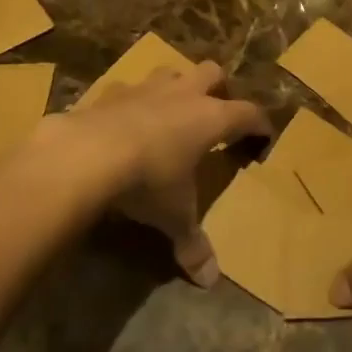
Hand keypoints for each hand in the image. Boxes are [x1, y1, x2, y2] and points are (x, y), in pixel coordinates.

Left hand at [48, 61, 269, 285]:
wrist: (87, 154)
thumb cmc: (147, 180)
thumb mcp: (174, 216)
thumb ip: (192, 243)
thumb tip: (209, 280)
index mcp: (210, 118)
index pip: (248, 112)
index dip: (259, 123)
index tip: (264, 135)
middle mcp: (183, 94)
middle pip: (212, 73)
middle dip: (218, 88)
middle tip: (216, 112)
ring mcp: (146, 87)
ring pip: (171, 71)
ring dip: (175, 87)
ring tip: (171, 111)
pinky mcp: (111, 91)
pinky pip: (128, 88)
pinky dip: (131, 102)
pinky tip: (124, 121)